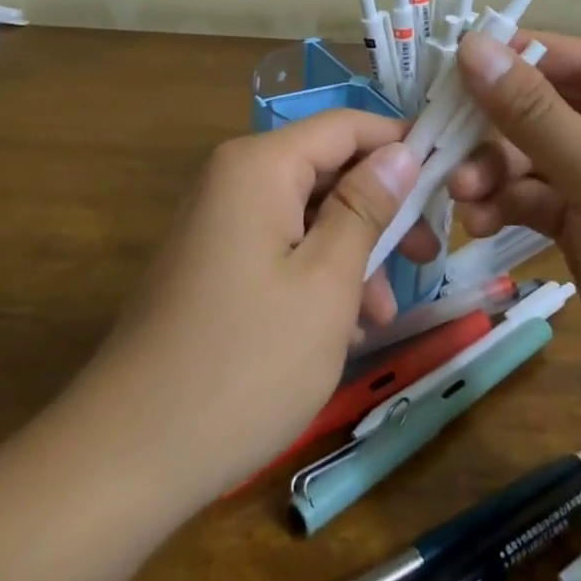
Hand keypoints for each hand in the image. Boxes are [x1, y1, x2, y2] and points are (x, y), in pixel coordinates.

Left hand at [85, 111, 424, 500]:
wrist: (129, 454)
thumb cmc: (246, 361)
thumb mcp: (326, 281)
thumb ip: (366, 207)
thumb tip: (403, 150)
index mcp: (259, 165)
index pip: (346, 126)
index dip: (401, 145)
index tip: (450, 181)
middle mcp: (234, 179)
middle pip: (327, 170)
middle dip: (381, 212)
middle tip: (428, 257)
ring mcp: (218, 223)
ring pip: (308, 215)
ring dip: (353, 254)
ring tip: (381, 315)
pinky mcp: (212, 264)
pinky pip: (280, 248)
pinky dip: (317, 277)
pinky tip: (342, 330)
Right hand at [446, 30, 580, 429]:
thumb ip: (532, 111)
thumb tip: (472, 45)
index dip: (519, 56)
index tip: (452, 60)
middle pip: (554, 110)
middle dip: (499, 128)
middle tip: (445, 141)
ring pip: (539, 158)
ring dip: (496, 171)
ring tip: (462, 196)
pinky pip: (540, 200)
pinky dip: (508, 205)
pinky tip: (478, 223)